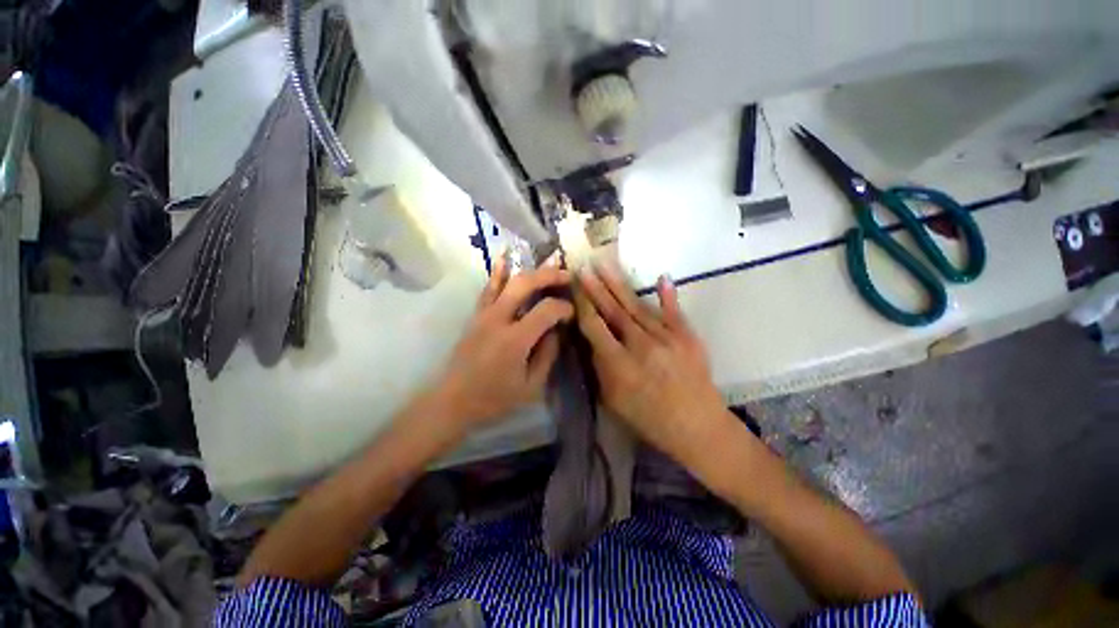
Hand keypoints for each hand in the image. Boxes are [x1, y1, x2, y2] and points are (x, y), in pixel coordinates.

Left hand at [431, 254, 573, 431]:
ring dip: (531, 269)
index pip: (546, 310)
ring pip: (508, 281)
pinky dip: (498, 271)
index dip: (564, 308)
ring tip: (549, 260)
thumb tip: (556, 330)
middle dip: (550, 276)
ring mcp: (484, 314)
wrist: (453, 400)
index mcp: (515, 340)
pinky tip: (505, 256)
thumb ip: (547, 355)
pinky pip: (488, 288)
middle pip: (526, 284)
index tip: (572, 313)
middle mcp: (498, 319)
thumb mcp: (531, 386)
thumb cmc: (494, 398)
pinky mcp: (475, 315)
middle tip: (567, 275)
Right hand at [576, 266, 732, 462]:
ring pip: (637, 306)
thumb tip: (594, 340)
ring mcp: (667, 338)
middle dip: (596, 287)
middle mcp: (641, 345)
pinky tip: (662, 276)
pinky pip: (675, 312)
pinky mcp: (688, 337)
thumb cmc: (649, 419)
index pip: (595, 326)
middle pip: (614, 310)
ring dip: (619, 285)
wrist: (698, 427)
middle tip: (584, 267)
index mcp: (619, 364)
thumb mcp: (613, 401)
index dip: (583, 304)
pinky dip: (668, 295)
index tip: (574, 287)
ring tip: (606, 266)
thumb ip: (601, 367)